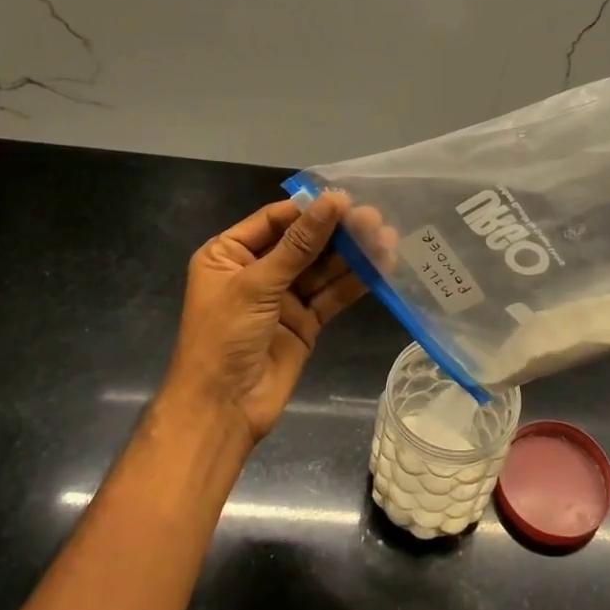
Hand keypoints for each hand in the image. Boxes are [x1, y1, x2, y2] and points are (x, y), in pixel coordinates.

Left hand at [162, 194, 371, 444]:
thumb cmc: (224, 337)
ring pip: (322, 268)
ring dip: (352, 255)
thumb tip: (332, 201)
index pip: (275, 221)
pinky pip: (332, 295)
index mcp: (229, 254)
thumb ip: (299, 244)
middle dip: (337, 232)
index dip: (310, 210)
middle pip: (303, 243)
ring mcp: (282, 298)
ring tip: (386, 238)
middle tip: (374, 218)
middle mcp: (256, 271)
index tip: (346, 199)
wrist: (223, 410)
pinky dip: (354, 282)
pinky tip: (381, 267)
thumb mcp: (257, 284)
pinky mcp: (305, 322)